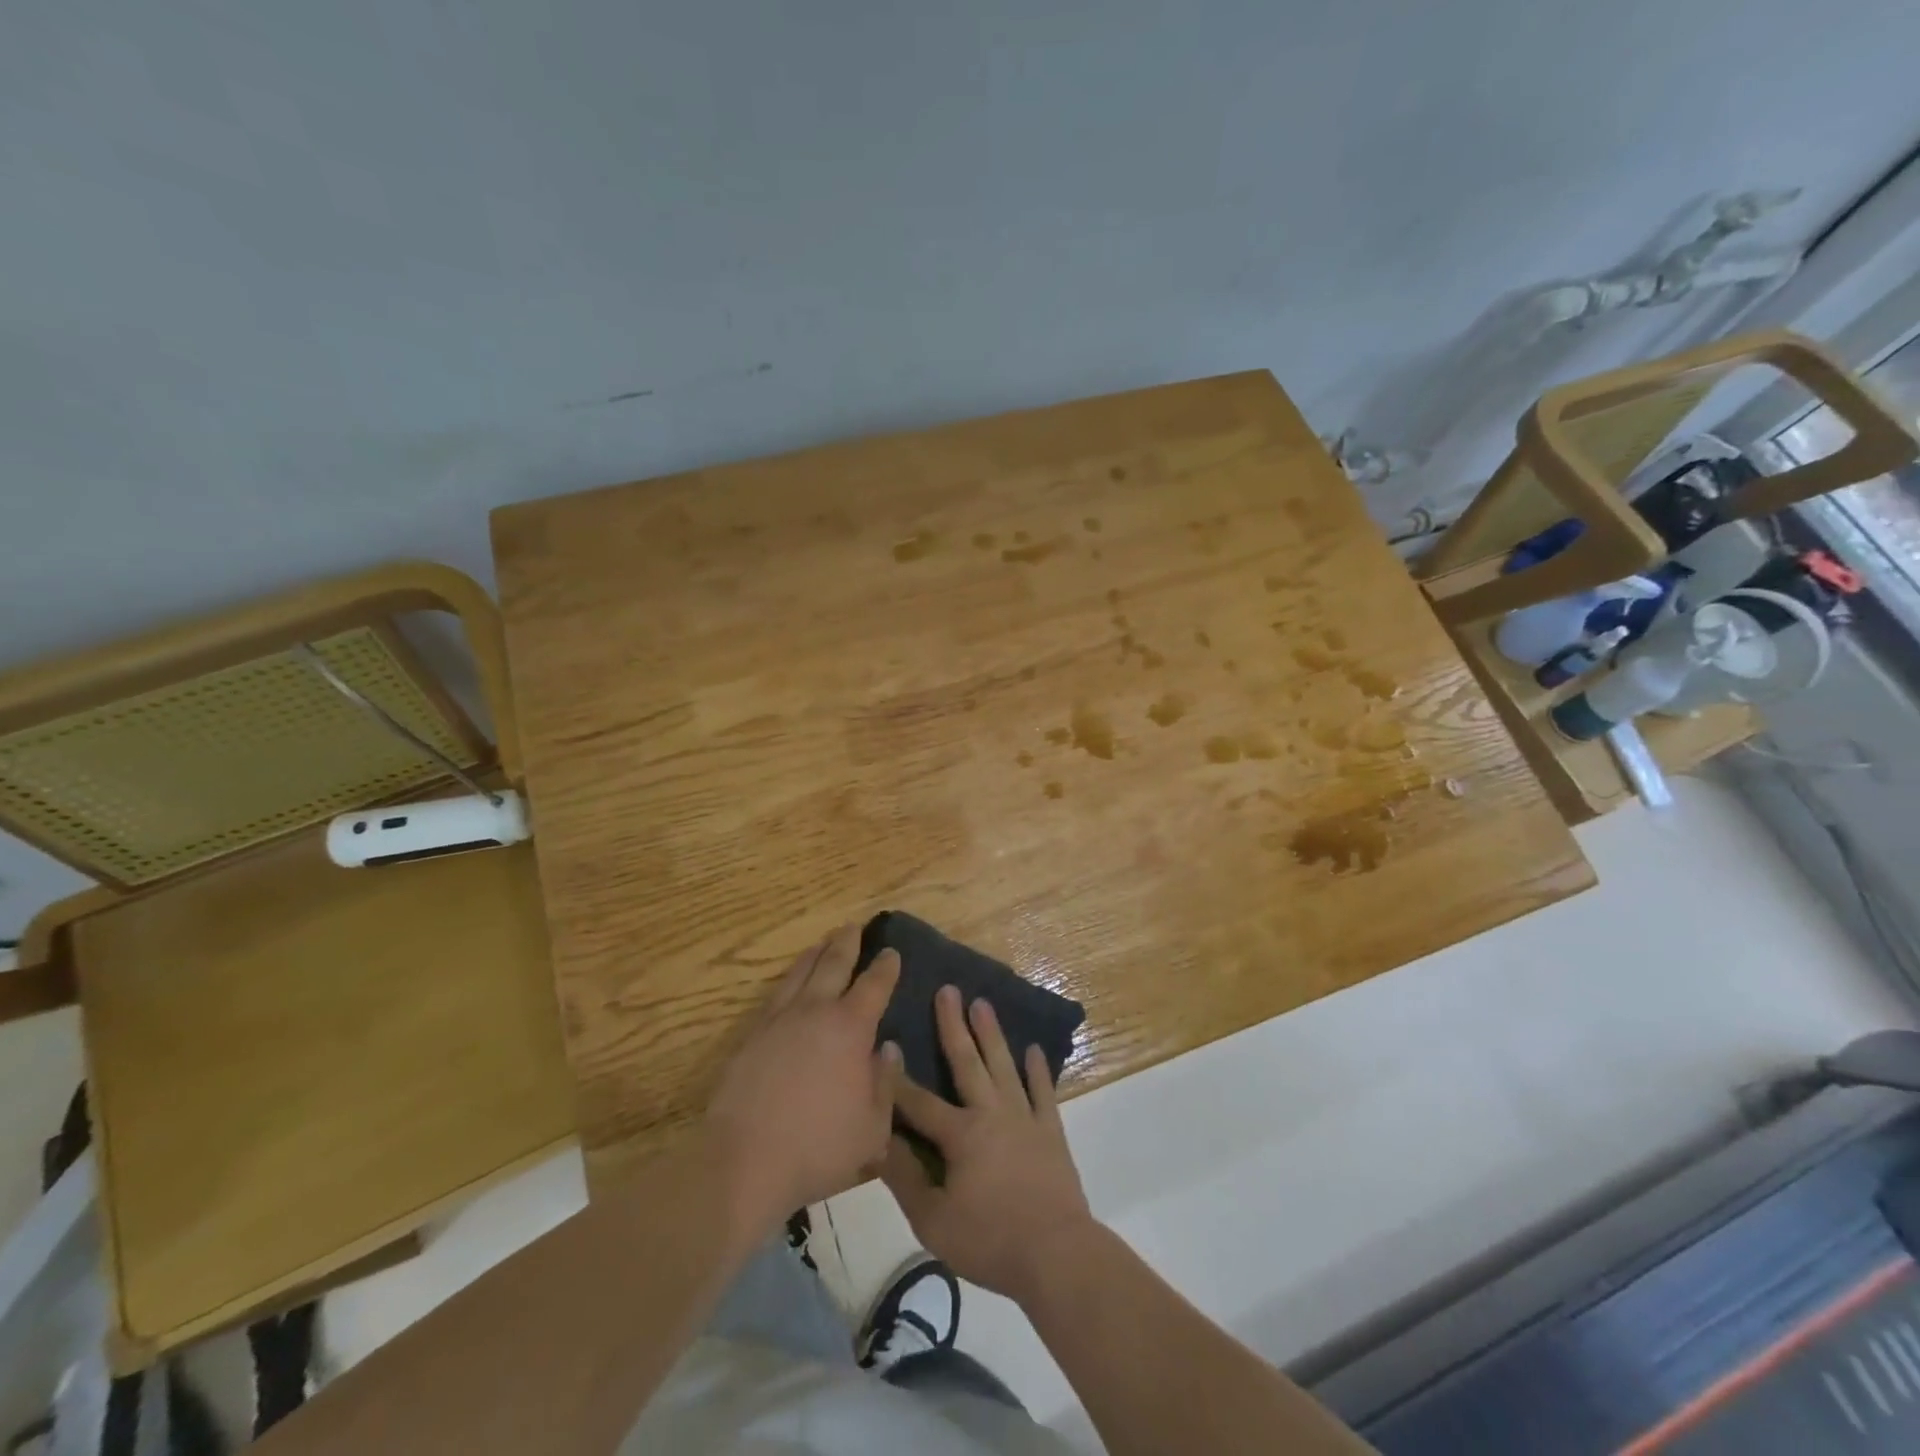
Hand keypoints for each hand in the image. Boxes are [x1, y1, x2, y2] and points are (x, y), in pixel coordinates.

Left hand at [705, 925, 900, 1240]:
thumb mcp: (873, 1128)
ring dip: (815, 954)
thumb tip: (887, 1049)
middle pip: (833, 964)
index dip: (885, 967)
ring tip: (823, 942)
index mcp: (850, 1028)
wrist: (744, 1162)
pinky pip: (775, 995)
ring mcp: (778, 1021)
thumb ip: (885, 1083)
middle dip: (847, 943)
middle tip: (854, 926)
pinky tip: (790, 983)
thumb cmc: (819, 1148)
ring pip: (800, 973)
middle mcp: (815, 1012)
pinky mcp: (751, 1037)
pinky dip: (789, 979)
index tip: (891, 951)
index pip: (874, 986)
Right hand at [882, 985, 1095, 1304]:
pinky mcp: (1050, 1131)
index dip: (897, 1077)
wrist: (1057, 1255)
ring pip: (1004, 1065)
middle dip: (953, 1025)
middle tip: (948, 989)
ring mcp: (1025, 1117)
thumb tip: (878, 1141)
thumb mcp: (933, 1221)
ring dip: (992, 1033)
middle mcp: (991, 1112)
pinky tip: (1034, 1050)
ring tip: (983, 1003)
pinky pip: (1043, 1092)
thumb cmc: (990, 1240)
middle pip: (968, 1061)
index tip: (885, 1043)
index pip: (919, 1101)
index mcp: (960, 1134)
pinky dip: (1038, 1070)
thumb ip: (904, 1178)